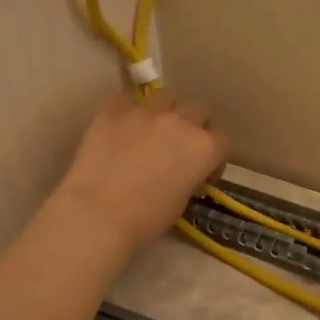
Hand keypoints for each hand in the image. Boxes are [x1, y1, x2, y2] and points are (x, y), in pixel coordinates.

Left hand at [52, 93, 228, 259]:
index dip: (213, 158)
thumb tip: (184, 172)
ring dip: (162, 113)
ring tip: (148, 132)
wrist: (97, 215)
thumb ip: (190, 177)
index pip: (221, 141)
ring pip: (164, 99)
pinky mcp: (113, 109)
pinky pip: (125, 101)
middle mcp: (181, 122)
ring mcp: (146, 112)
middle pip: (197, 112)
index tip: (202, 174)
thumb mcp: (182, 202)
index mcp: (205, 148)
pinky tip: (118, 129)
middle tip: (176, 150)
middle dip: (192, 128)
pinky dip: (126, 112)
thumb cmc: (146, 220)